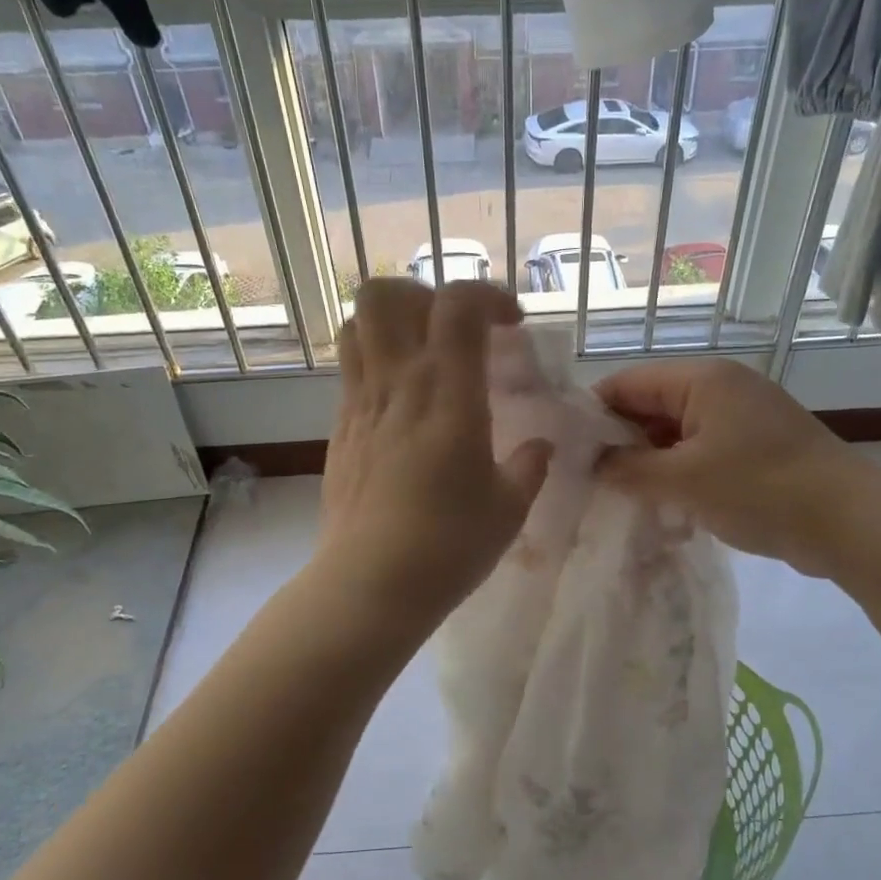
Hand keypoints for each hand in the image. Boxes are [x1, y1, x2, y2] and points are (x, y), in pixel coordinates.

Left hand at [318, 279, 550, 626]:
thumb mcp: (508, 508)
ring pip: (357, 325)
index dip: (488, 296)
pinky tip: (404, 404)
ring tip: (424, 355)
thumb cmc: (449, 545)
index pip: (457, 306)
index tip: (512, 325)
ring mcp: (360, 403)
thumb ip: (529, 467)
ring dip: (392, 323)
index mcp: (447, 394)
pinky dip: (377, 362)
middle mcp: (397, 384)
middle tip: (455, 330)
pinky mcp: (340, 428)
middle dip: (424, 295)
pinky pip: (351, 369)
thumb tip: (540, 447)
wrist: (370, 584)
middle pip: (386, 295)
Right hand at [594, 359, 852, 575]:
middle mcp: (721, 389)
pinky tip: (661, 504)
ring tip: (618, 497)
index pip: (627, 383)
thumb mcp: (683, 480)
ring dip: (649, 462)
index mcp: (702, 380)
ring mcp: (741, 418)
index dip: (592, 414)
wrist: (850, 522)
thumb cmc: (760, 489)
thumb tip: (591, 463)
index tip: (564, 451)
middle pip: (651, 407)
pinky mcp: (755, 448)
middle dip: (619, 442)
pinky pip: (701, 452)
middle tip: (587, 481)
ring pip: (676, 433)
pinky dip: (678, 473)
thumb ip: (629, 468)